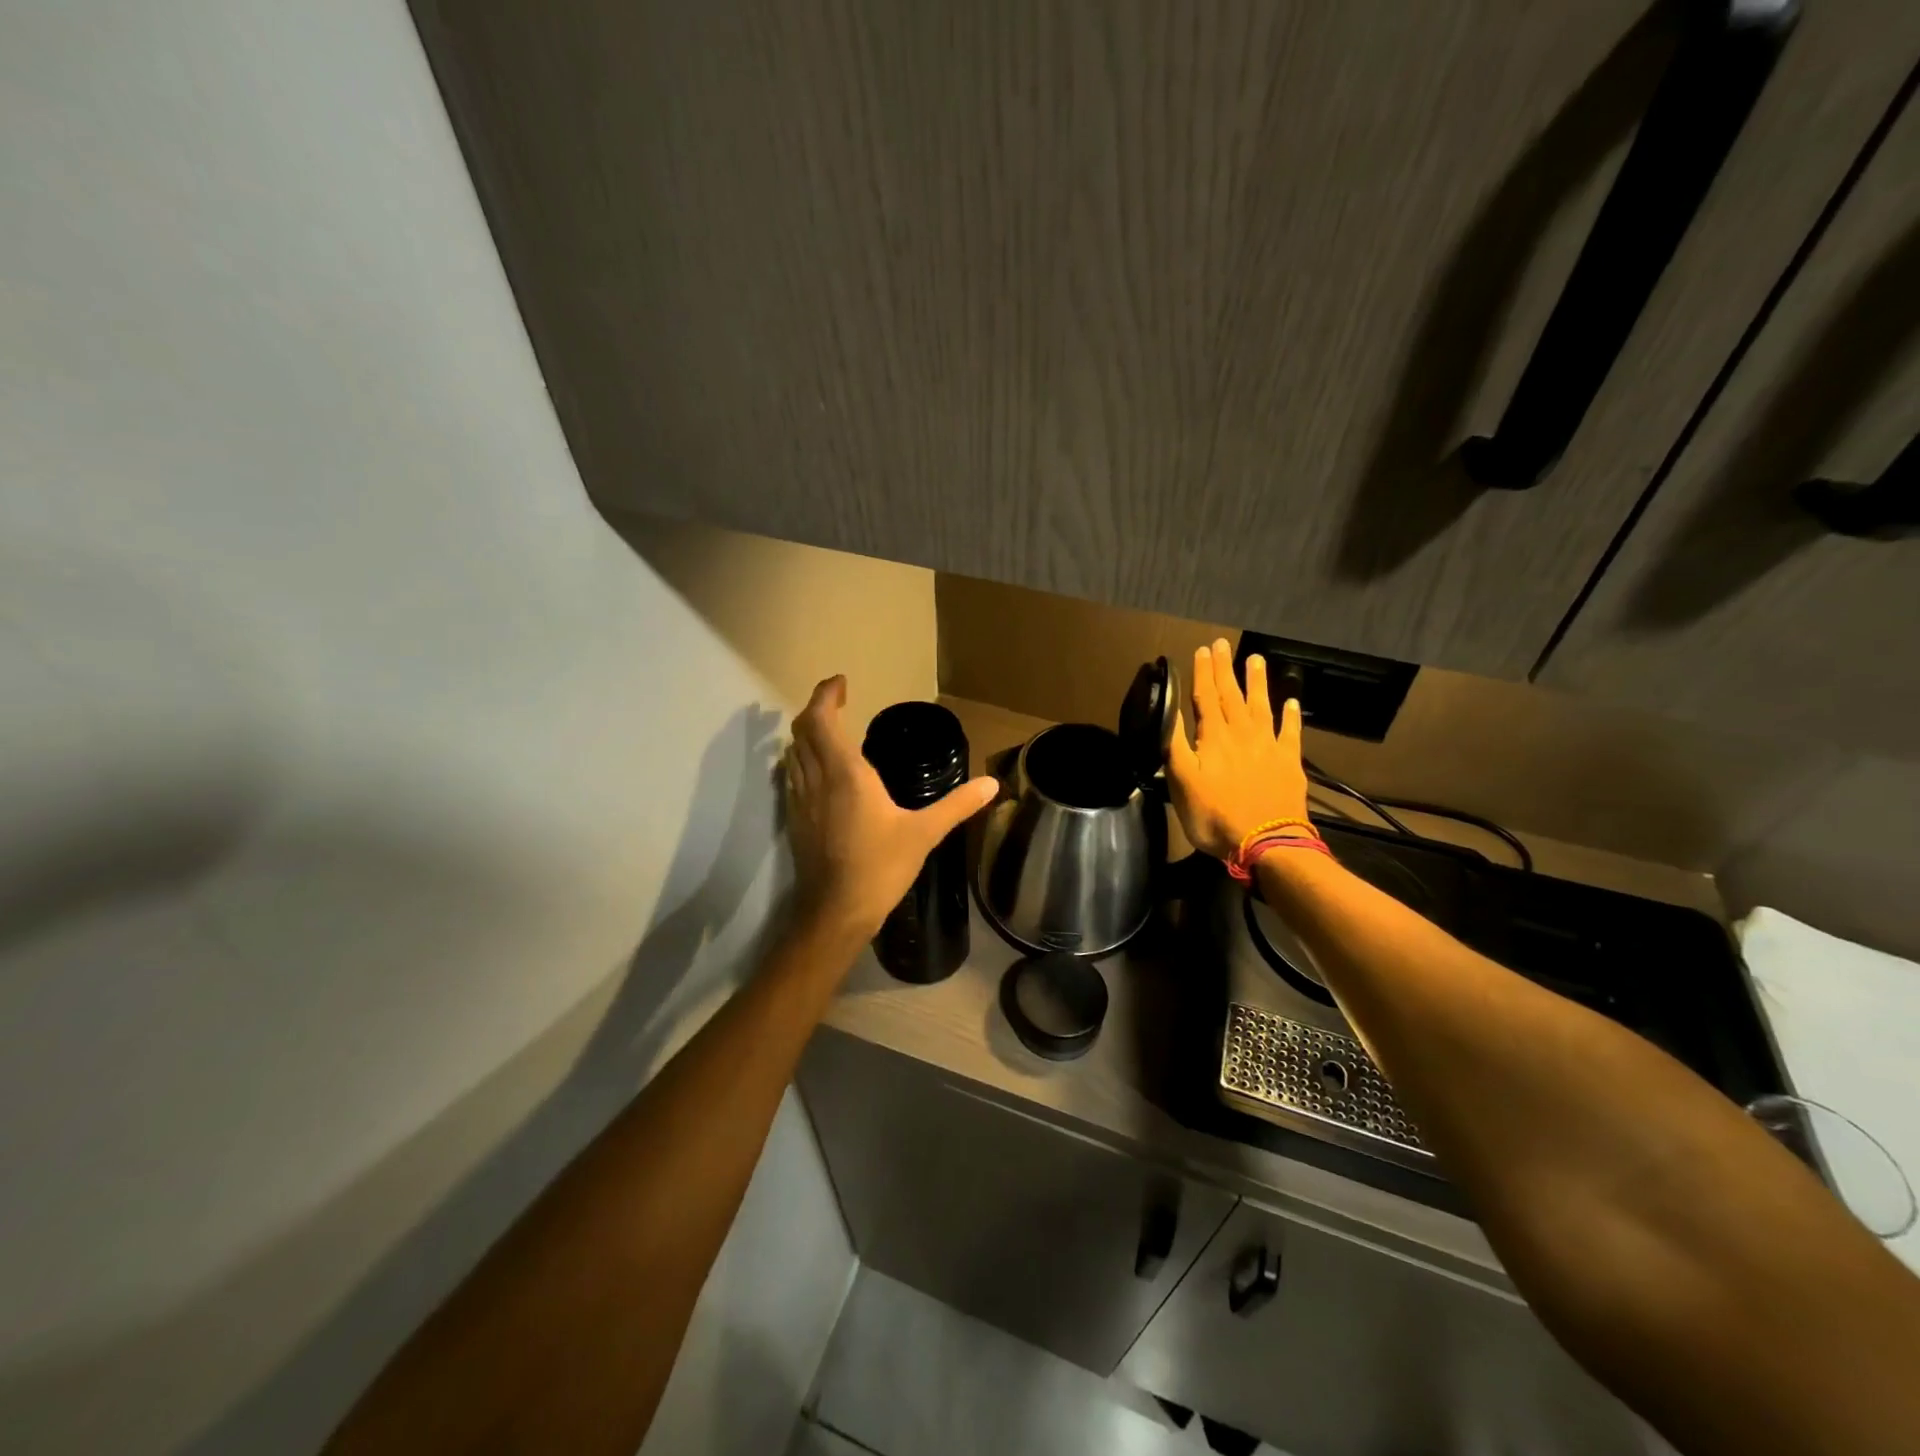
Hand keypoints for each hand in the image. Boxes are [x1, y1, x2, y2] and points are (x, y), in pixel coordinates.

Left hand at [784, 677, 998, 941]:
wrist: (836, 911)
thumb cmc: (880, 867)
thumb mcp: (925, 833)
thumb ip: (957, 805)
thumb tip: (992, 785)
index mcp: (845, 773)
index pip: (821, 719)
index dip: (825, 695)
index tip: (841, 682)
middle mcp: (816, 778)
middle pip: (802, 730)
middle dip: (817, 708)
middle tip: (838, 701)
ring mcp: (800, 799)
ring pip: (793, 752)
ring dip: (807, 733)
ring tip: (830, 730)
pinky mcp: (794, 818)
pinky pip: (791, 774)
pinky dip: (801, 758)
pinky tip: (819, 770)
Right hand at [1167, 639, 1309, 859]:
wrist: (1266, 843)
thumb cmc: (1215, 816)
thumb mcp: (1182, 782)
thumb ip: (1175, 745)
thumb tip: (1168, 712)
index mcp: (1214, 738)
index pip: (1206, 698)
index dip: (1203, 673)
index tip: (1203, 650)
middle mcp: (1242, 734)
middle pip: (1232, 695)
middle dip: (1225, 669)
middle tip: (1223, 644)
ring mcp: (1269, 746)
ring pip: (1262, 706)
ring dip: (1257, 682)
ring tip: (1255, 660)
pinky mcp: (1289, 763)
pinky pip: (1290, 732)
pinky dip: (1290, 716)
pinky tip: (1291, 702)